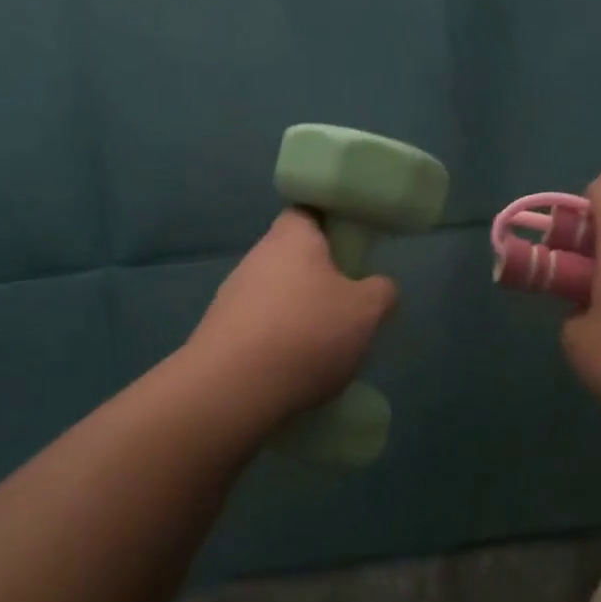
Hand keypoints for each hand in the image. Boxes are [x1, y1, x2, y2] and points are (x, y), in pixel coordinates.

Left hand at [184, 210, 397, 426]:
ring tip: (324, 347)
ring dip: (297, 313)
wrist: (234, 389)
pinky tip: (295, 369)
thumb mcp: (367, 311)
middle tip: (347, 305)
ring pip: (275, 295)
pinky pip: (258, 328)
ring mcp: (231, 296)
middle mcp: (255, 258)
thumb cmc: (308, 334)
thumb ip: (381, 291)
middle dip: (318, 278)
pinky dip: (278, 342)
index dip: (331, 225)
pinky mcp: (219, 333)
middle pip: (292, 257)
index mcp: (292, 239)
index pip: (308, 213)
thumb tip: (379, 287)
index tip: (351, 247)